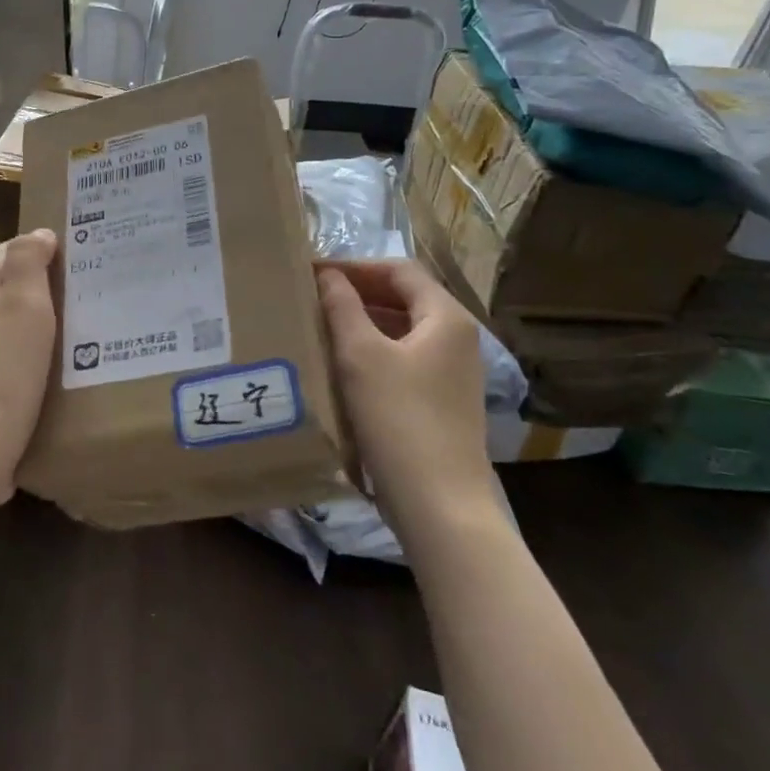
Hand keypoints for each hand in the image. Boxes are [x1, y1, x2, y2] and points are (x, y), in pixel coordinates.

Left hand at [0, 228, 58, 507]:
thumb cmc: (2, 373)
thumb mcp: (22, 308)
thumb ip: (28, 264)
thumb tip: (38, 234)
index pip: (2, 254)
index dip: (35, 245)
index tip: (76, 248)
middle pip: (5, 290)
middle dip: (42, 282)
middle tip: (87, 284)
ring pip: (11, 327)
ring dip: (42, 320)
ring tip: (83, 322)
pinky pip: (14, 361)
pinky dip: (38, 354)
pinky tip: (62, 367)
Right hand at [318, 259, 491, 517]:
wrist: (439, 504)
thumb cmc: (398, 418)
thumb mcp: (360, 355)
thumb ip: (342, 306)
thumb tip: (327, 275)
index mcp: (446, 317)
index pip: (399, 270)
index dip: (355, 266)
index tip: (313, 271)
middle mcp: (457, 338)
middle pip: (404, 297)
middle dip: (358, 291)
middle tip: (312, 294)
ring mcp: (452, 372)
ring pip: (402, 329)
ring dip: (363, 320)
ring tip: (320, 323)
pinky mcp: (441, 400)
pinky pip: (404, 358)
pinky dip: (373, 349)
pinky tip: (342, 362)